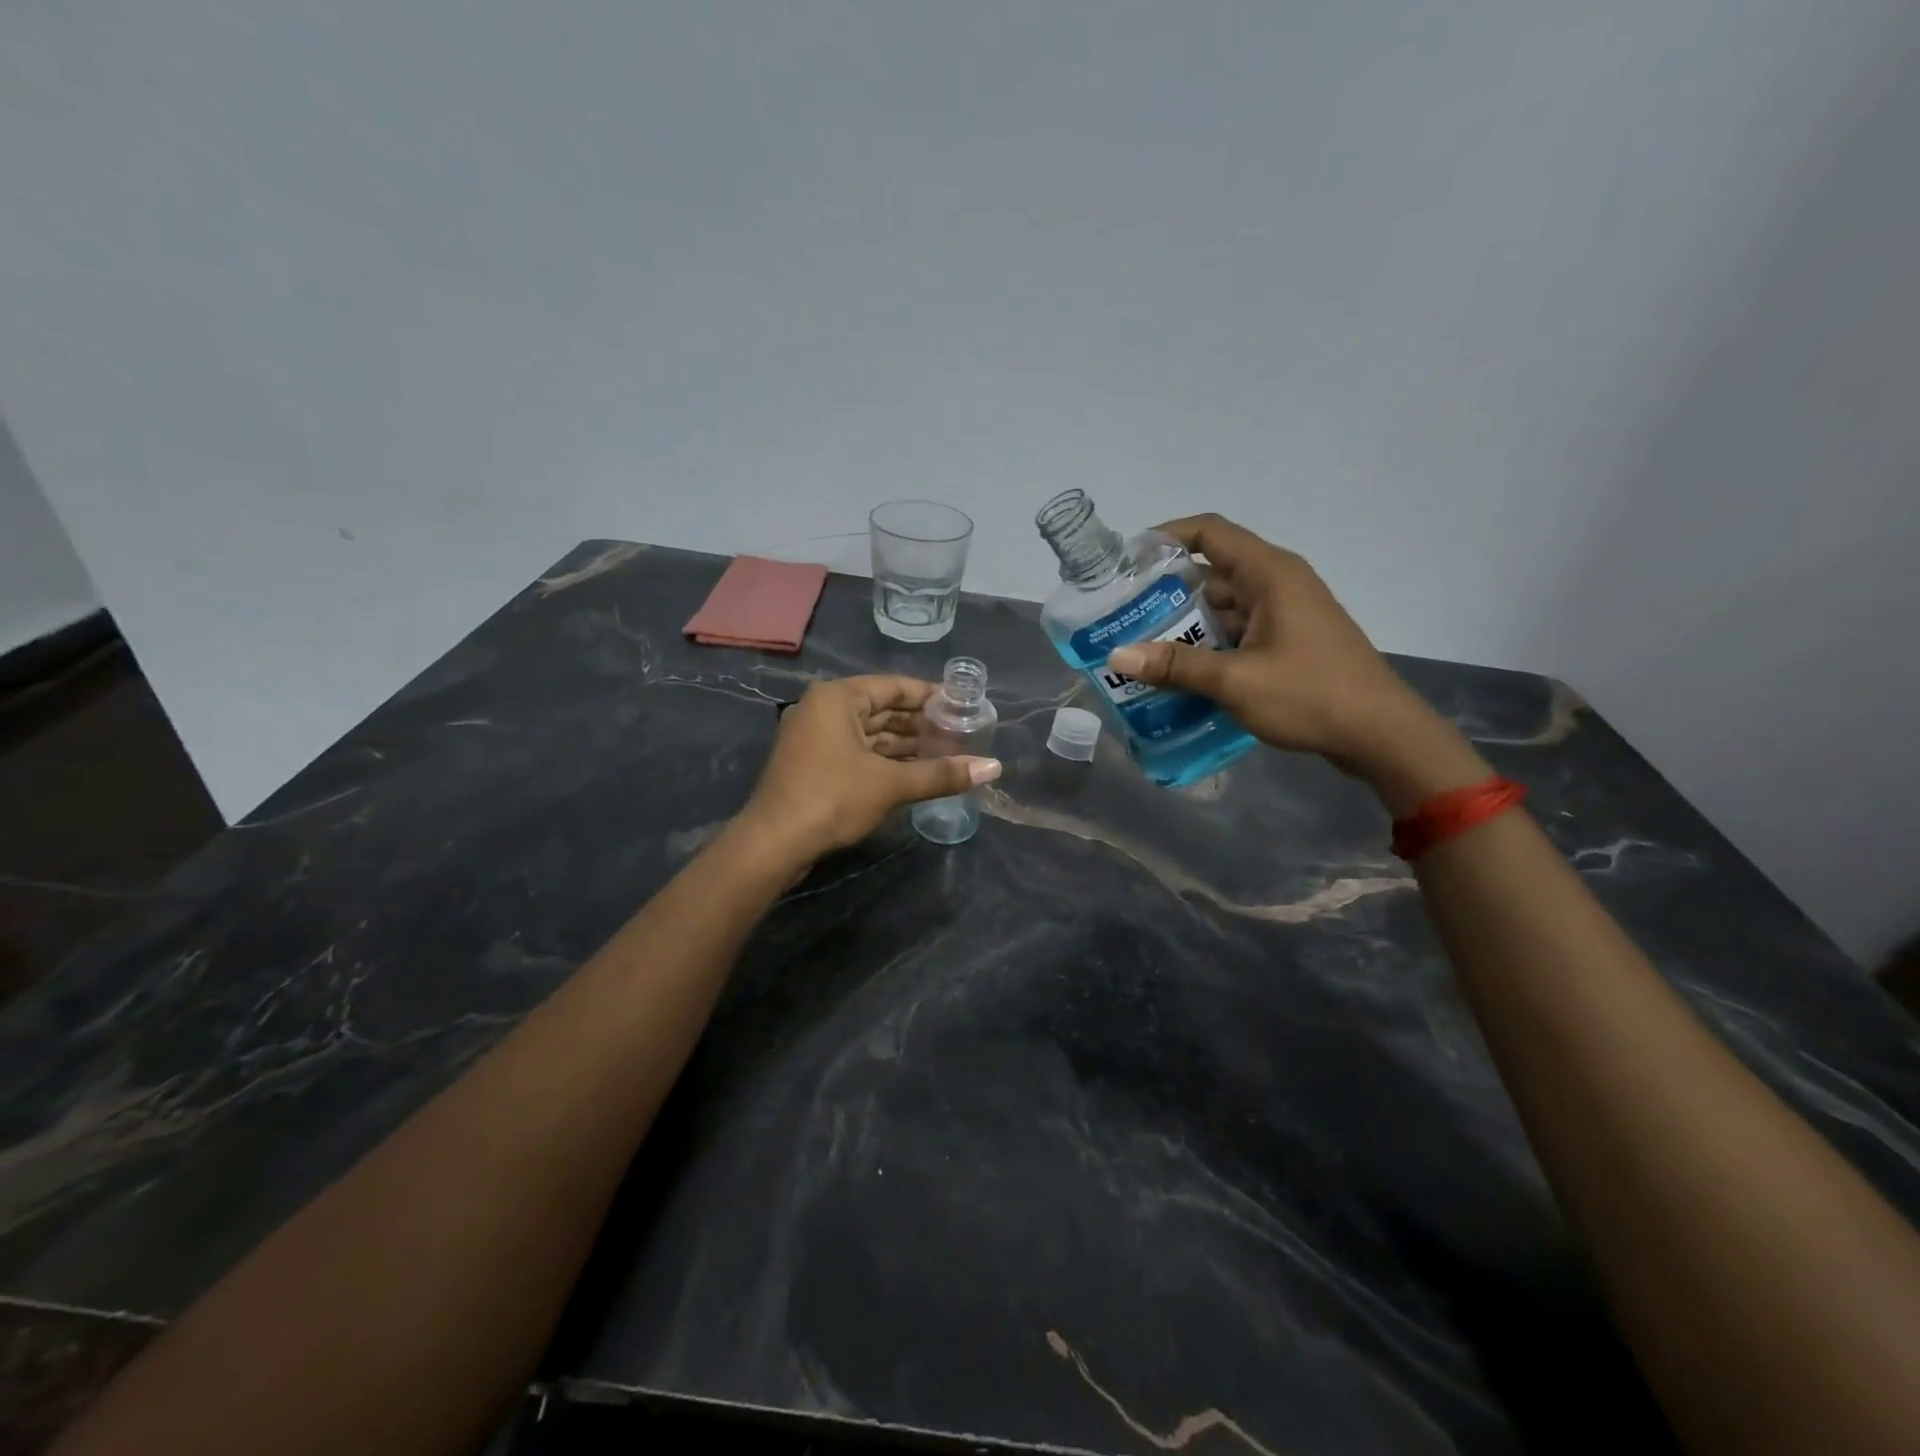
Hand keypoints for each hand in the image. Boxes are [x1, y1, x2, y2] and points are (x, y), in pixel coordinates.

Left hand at [736, 675, 1001, 863]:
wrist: (774, 843)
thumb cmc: (832, 798)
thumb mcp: (891, 784)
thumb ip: (942, 773)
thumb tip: (994, 768)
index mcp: (838, 698)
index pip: (894, 686)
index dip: (931, 696)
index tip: (963, 705)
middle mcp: (824, 709)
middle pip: (883, 710)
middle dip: (921, 724)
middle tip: (961, 733)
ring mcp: (816, 737)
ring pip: (871, 734)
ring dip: (906, 745)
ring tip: (947, 754)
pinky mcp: (814, 764)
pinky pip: (858, 752)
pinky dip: (886, 760)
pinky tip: (916, 771)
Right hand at [1104, 515, 1469, 795]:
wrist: (1380, 734)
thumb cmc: (1310, 695)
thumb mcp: (1235, 681)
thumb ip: (1176, 666)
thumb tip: (1116, 656)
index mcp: (1269, 573)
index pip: (1209, 532)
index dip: (1166, 536)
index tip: (1127, 559)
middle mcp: (1278, 583)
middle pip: (1213, 570)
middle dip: (1167, 589)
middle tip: (1124, 612)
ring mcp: (1286, 612)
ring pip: (1224, 603)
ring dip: (1187, 621)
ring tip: (1142, 643)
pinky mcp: (1290, 639)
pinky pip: (1239, 628)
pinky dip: (1209, 642)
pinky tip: (1182, 669)